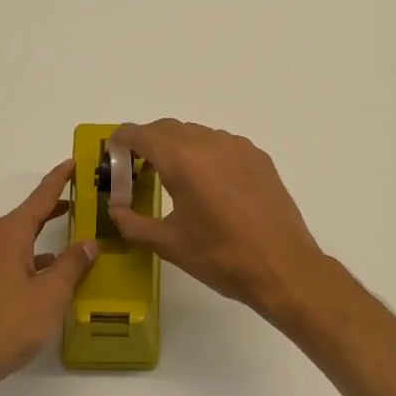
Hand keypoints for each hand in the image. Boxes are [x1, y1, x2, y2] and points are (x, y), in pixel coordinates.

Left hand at [0, 161, 97, 395]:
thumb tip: (89, 242)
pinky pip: (11, 258)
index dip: (59, 179)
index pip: (40, 198)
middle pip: (28, 215)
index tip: (74, 161)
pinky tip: (47, 274)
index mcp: (10, 234)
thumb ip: (71, 265)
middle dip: (54, 207)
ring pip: (19, 239)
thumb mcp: (51, 294)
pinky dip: (31, 257)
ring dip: (43, 235)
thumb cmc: (8, 324)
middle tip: (82, 198)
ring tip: (72, 237)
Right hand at [109, 120, 329, 319]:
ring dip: (177, 147)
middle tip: (137, 171)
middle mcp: (210, 143)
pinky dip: (205, 154)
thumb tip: (116, 211)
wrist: (282, 267)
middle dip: (147, 143)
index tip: (113, 156)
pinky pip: (222, 144)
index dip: (121, 141)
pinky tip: (208, 186)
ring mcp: (238, 147)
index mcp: (183, 160)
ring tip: (173, 179)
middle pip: (167, 128)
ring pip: (196, 134)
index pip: (141, 134)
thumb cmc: (221, 257)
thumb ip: (133, 224)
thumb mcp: (169, 244)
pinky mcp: (259, 157)